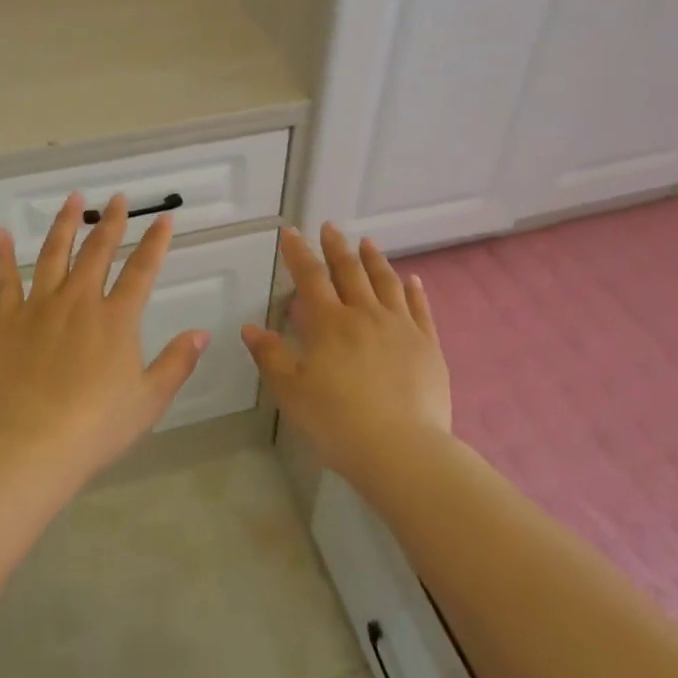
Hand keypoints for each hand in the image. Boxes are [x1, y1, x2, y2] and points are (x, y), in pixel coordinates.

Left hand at [0, 193, 208, 480]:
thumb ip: (177, 362)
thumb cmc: (98, 426)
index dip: (155, 242)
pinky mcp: (9, 322)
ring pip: (54, 254)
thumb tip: (202, 333)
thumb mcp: (150, 399)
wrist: (34, 447)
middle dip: (111, 222)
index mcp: (116, 319)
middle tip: (117, 198)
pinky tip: (1, 234)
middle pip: (98, 251)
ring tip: (73, 199)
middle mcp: (80, 302)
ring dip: (65, 224)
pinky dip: (3, 256)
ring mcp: (40, 308)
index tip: (164, 219)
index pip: (142, 270)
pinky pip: (5, 281)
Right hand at [241, 223, 450, 479]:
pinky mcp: (427, 345)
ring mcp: (401, 327)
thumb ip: (270, 356)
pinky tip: (412, 280)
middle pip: (350, 271)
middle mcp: (365, 314)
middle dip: (336, 247)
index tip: (291, 232)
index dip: (298, 253)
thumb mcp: (292, 392)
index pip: (310, 277)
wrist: (402, 449)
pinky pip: (420, 308)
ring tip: (367, 243)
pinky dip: (413, 290)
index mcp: (330, 323)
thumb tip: (249, 327)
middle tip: (330, 227)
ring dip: (374, 259)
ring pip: (386, 282)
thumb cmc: (337, 423)